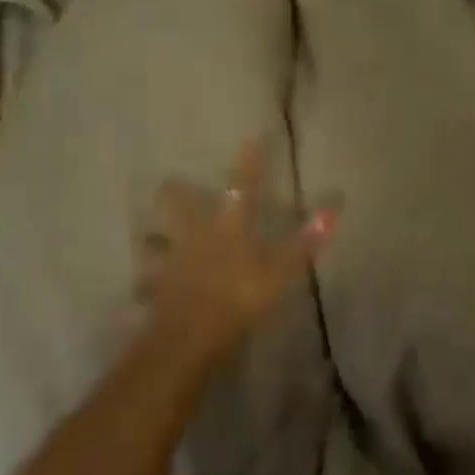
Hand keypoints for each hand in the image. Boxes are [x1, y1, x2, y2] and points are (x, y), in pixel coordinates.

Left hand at [134, 139, 336, 368]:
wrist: (190, 337)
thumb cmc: (239, 300)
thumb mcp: (279, 273)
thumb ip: (304, 243)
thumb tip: (333, 210)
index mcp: (227, 228)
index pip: (241, 187)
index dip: (249, 162)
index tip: (252, 137)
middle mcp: (194, 236)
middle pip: (177, 205)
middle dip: (174, 191)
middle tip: (169, 182)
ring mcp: (170, 261)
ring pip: (154, 240)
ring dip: (152, 237)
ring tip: (150, 234)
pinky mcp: (156, 288)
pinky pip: (146, 282)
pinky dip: (145, 283)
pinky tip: (141, 288)